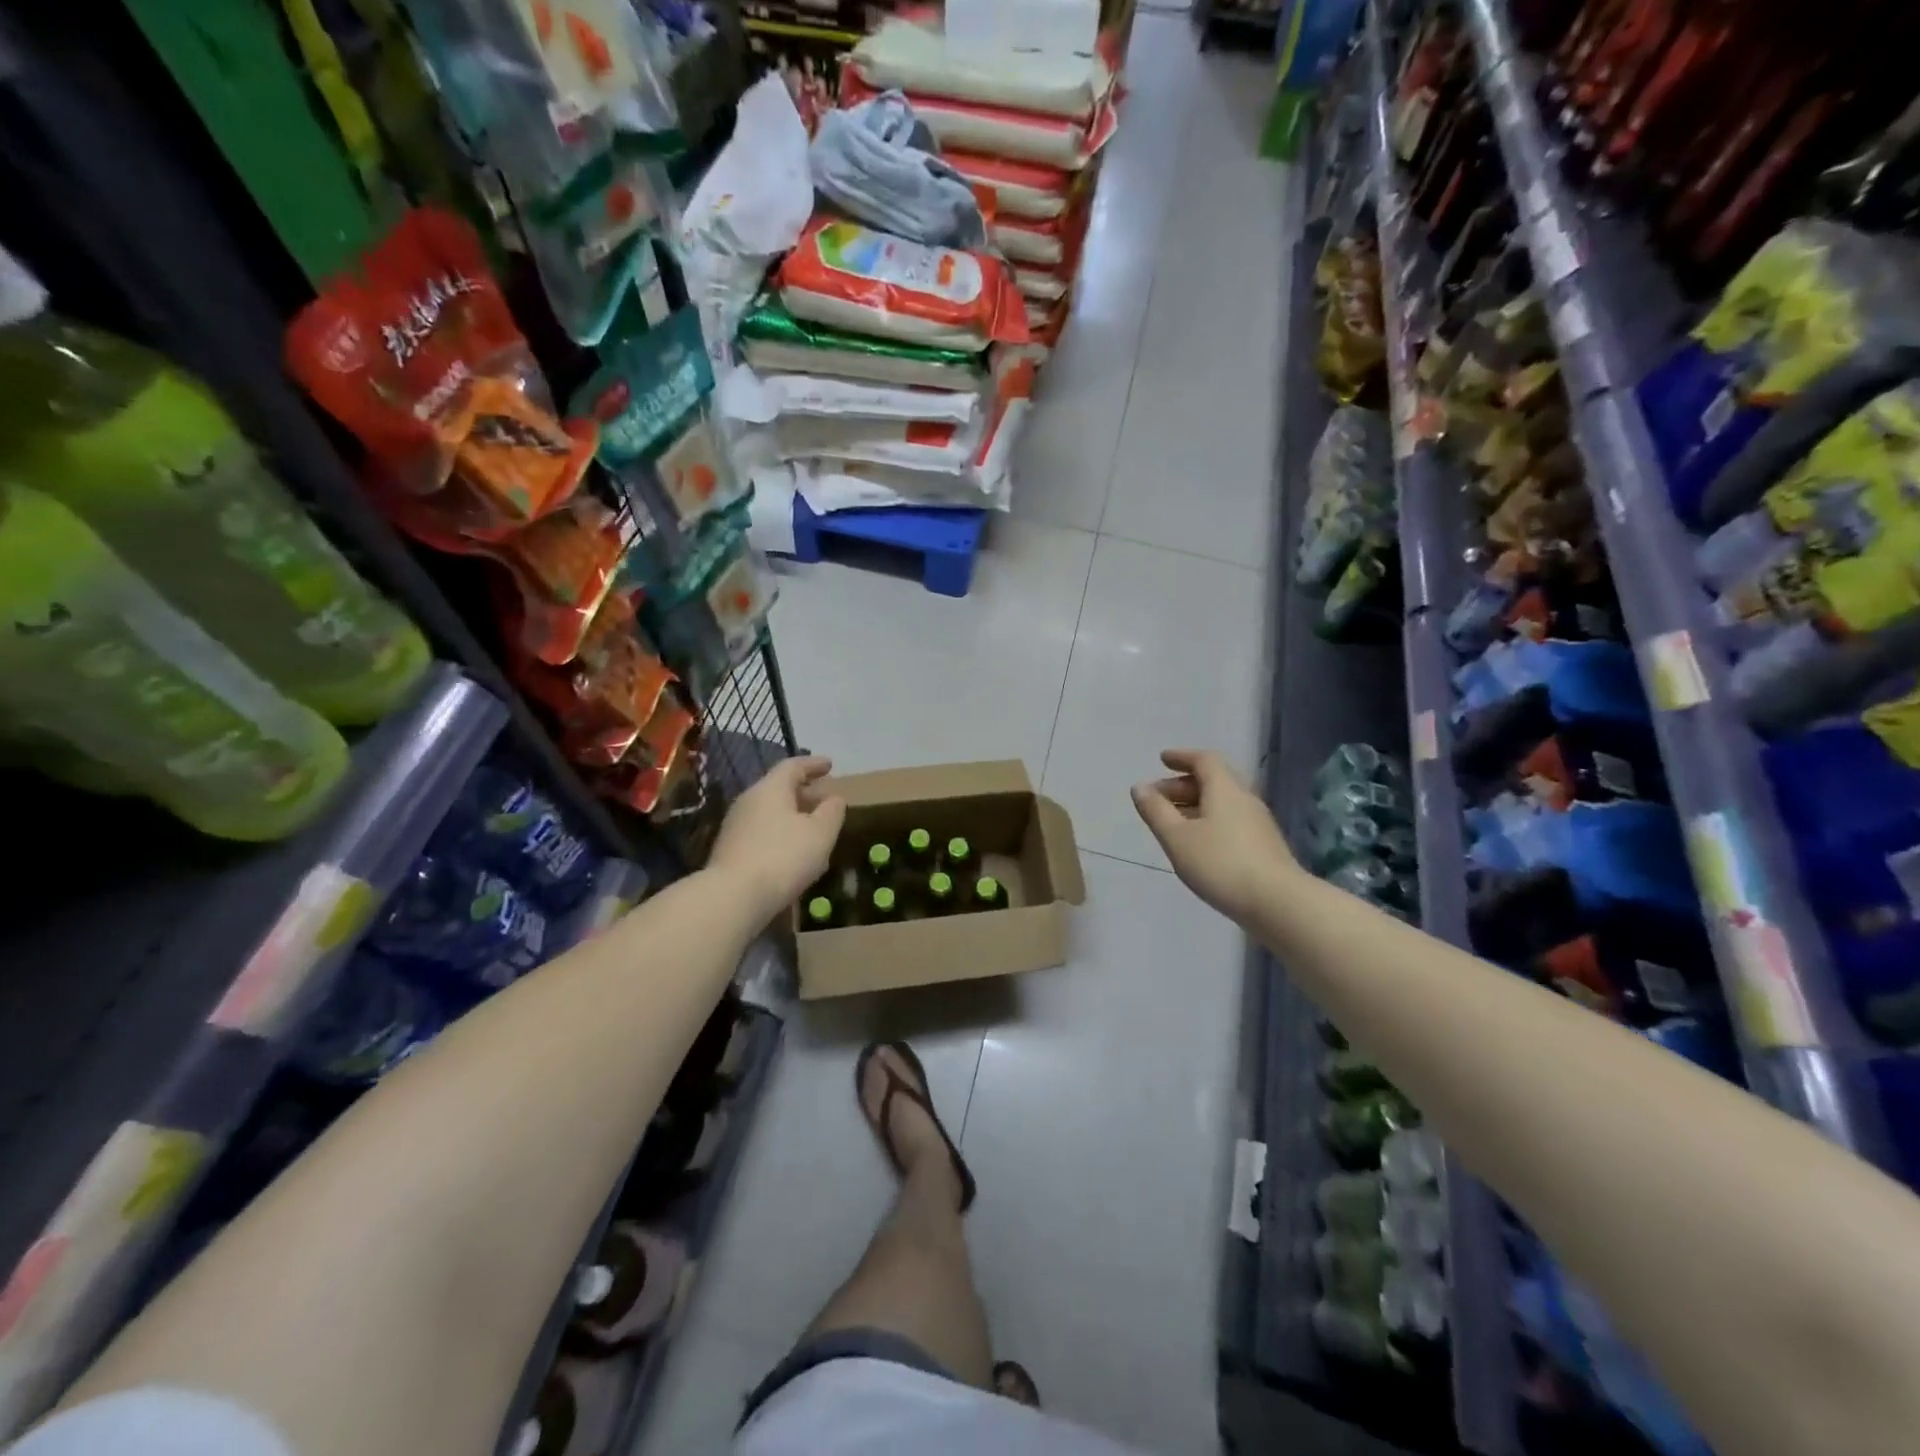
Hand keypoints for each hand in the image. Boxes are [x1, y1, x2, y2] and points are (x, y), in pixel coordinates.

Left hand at [710, 755, 845, 920]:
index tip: (830, 765)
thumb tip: (834, 798)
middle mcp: (749, 800)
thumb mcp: (821, 833)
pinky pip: (761, 832)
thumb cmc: (784, 857)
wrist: (733, 897)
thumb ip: (832, 812)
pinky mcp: (730, 850)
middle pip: (779, 788)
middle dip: (804, 792)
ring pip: (770, 812)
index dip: (813, 764)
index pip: (793, 766)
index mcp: (771, 789)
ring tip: (812, 828)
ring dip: (792, 815)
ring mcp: (735, 826)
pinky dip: (780, 833)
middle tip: (825, 799)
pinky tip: (792, 852)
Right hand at [1131, 749, 1298, 922]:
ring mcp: (1258, 823)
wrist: (1279, 903)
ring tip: (1172, 822)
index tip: (1162, 760)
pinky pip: (1230, 820)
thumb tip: (1139, 787)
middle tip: (1157, 798)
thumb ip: (1156, 811)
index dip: (1182, 757)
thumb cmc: (1220, 864)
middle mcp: (1245, 799)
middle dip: (1182, 784)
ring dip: (1195, 804)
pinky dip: (1209, 820)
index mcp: (1225, 789)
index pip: (1204, 760)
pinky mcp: (1263, 845)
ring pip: (1222, 802)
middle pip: (1214, 780)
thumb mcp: (1177, 838)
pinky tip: (1197, 842)